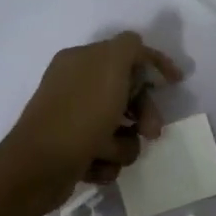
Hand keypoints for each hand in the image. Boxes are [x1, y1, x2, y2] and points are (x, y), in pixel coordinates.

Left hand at [0, 32, 183, 213]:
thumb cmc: (80, 114)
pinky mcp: (72, 149)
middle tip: (151, 132)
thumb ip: (130, 47)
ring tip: (109, 153)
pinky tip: (95, 165)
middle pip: (127, 94)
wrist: (39, 167)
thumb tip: (137, 47)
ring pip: (120, 129)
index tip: (176, 82)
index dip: (154, 64)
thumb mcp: (111, 67)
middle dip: (144, 113)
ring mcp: (73, 119)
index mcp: (81, 60)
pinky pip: (106, 153)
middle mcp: (75, 86)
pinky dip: (106, 161)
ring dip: (124, 144)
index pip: (127, 53)